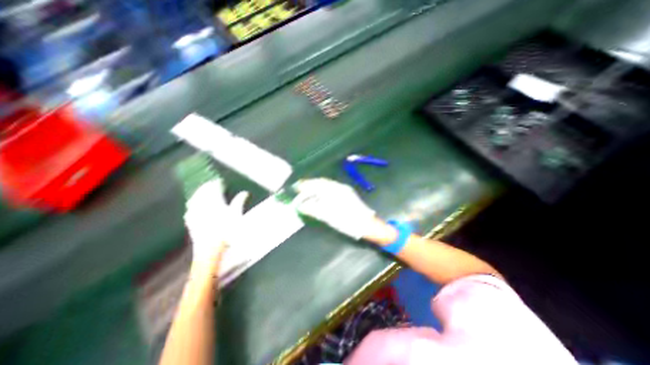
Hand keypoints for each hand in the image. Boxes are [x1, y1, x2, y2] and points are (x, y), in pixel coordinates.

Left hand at [186, 180, 251, 270]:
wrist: (211, 248)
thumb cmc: (227, 231)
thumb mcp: (237, 215)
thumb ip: (239, 202)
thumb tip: (244, 193)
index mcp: (215, 203)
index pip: (213, 189)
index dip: (216, 184)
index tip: (219, 182)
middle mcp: (203, 206)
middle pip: (202, 193)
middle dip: (206, 187)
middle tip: (210, 184)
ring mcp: (195, 214)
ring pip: (194, 200)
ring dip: (197, 194)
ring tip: (201, 191)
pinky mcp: (191, 223)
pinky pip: (189, 210)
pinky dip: (191, 205)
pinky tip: (191, 205)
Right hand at [290, 178, 383, 241]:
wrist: (366, 224)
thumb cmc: (348, 222)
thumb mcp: (329, 217)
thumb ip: (314, 210)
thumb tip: (301, 206)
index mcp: (337, 190)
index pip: (318, 184)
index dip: (306, 184)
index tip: (297, 186)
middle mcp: (340, 187)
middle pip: (322, 182)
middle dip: (310, 184)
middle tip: (299, 187)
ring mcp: (344, 190)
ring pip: (327, 185)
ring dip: (316, 187)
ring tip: (307, 191)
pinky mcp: (347, 194)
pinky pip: (332, 188)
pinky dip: (323, 190)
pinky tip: (319, 195)